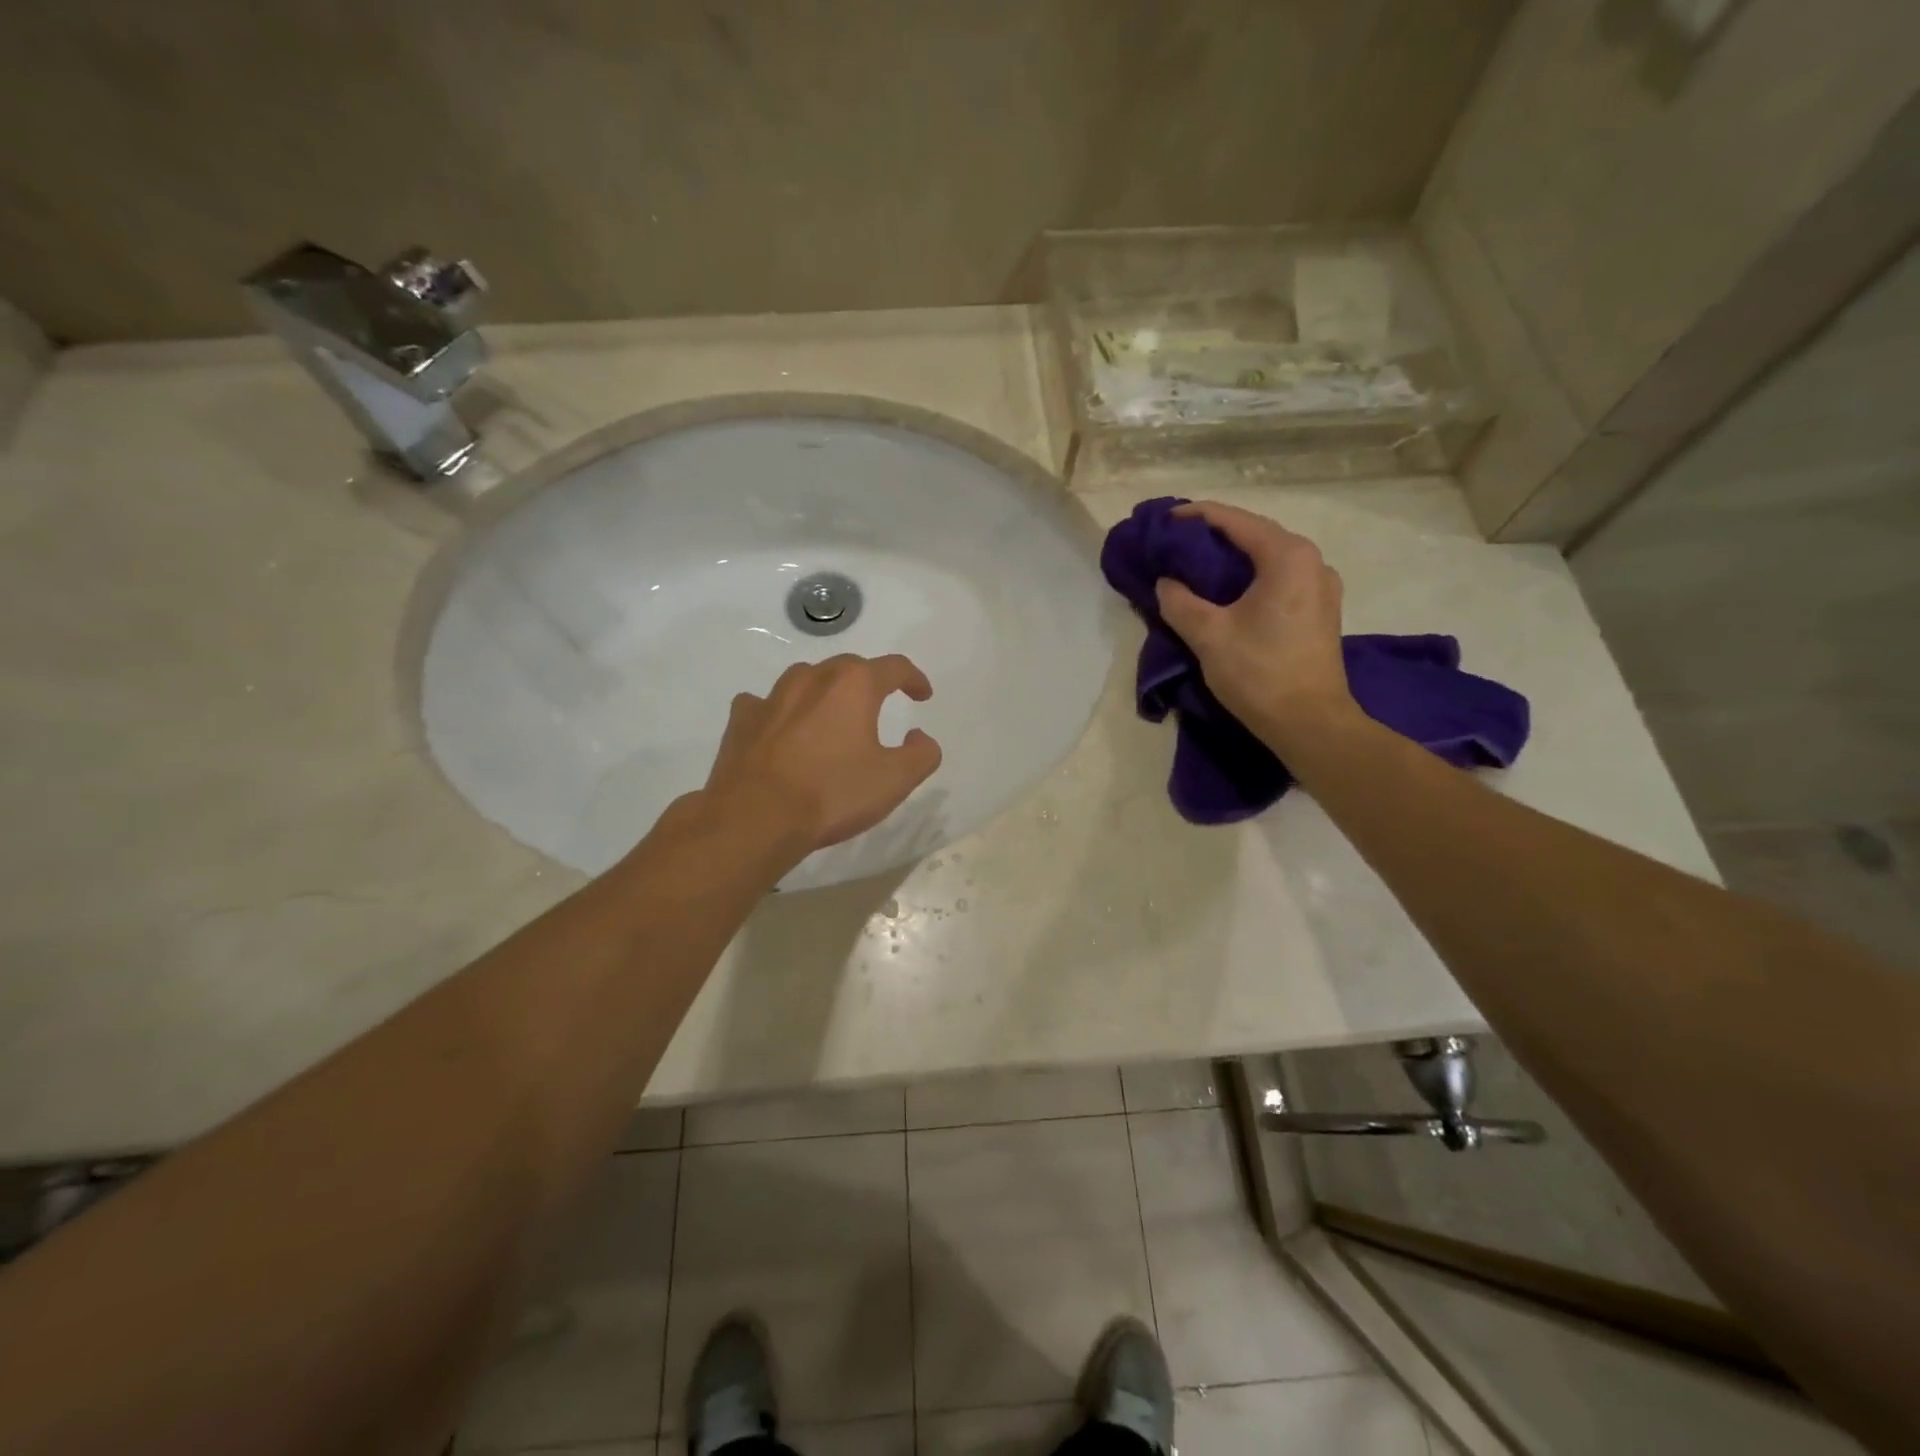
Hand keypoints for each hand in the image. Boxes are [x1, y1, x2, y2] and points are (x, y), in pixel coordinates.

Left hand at [702, 654, 942, 854]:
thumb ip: (921, 754)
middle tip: (879, 704)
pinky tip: (780, 729)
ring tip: (831, 715)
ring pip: (805, 679)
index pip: (894, 667)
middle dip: (869, 681)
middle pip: (848, 667)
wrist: (755, 818)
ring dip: (824, 692)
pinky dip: (779, 711)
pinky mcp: (742, 720)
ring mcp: (771, 697)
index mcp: (854, 685)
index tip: (922, 696)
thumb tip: (919, 736)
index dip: (914, 679)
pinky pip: (764, 704)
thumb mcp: (895, 780)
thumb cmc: (832, 794)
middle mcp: (812, 678)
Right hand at [1154, 501, 1354, 740]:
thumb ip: (1179, 601)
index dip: (1196, 516)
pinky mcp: (1320, 610)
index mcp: (1287, 557)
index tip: (1165, 520)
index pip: (1235, 521)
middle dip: (1215, 535)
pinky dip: (1251, 575)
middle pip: (1255, 534)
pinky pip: (1280, 577)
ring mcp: (1321, 586)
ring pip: (1269, 557)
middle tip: (1177, 542)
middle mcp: (1312, 561)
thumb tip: (1167, 583)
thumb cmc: (1259, 673)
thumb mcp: (1208, 635)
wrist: (1309, 722)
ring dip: (1234, 556)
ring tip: (1197, 564)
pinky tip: (1228, 591)